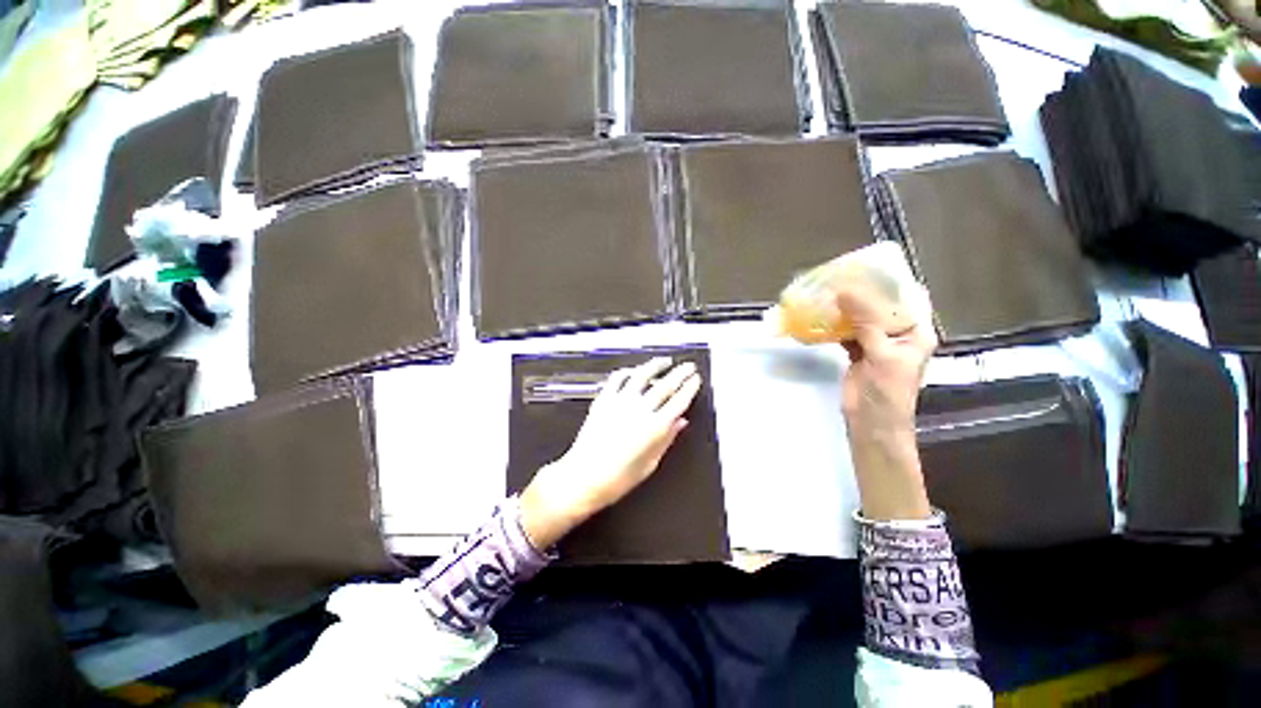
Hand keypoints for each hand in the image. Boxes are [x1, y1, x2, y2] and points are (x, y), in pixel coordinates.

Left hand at [520, 358, 701, 548]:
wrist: (583, 478)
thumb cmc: (617, 478)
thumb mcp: (650, 464)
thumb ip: (667, 439)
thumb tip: (680, 423)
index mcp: (655, 427)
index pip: (678, 401)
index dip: (689, 388)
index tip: (695, 380)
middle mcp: (639, 410)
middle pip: (665, 385)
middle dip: (680, 373)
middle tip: (688, 366)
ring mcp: (620, 402)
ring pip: (642, 375)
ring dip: (656, 365)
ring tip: (665, 361)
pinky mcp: (603, 400)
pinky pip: (617, 379)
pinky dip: (628, 371)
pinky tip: (634, 370)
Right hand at [838, 284, 936, 520]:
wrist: (872, 422)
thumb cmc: (887, 391)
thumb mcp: (881, 353)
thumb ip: (866, 322)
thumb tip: (845, 291)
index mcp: (916, 332)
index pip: (910, 298)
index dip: (893, 282)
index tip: (868, 268)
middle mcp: (899, 334)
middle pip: (883, 306)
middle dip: (863, 293)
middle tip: (841, 277)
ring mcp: (877, 344)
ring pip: (863, 318)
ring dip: (847, 308)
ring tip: (828, 292)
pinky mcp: (859, 353)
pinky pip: (848, 332)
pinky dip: (837, 325)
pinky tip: (824, 316)